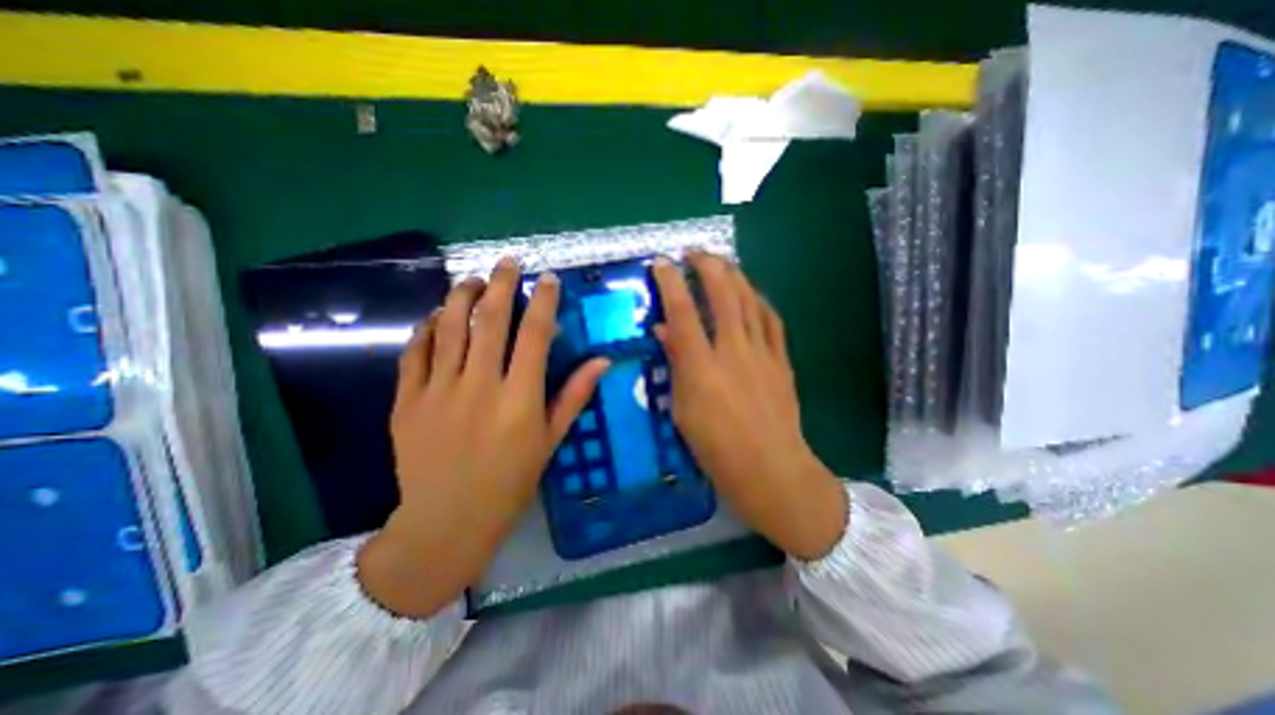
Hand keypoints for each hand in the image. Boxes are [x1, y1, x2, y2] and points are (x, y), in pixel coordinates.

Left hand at [356, 258, 609, 618]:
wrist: (447, 520)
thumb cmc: (510, 482)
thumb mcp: (550, 440)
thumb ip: (574, 395)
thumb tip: (602, 361)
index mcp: (519, 399)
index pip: (534, 336)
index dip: (544, 303)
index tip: (549, 280)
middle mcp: (479, 386)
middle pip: (491, 321)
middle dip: (502, 284)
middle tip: (508, 262)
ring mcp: (438, 391)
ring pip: (449, 329)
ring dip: (461, 297)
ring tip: (473, 280)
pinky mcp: (406, 401)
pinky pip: (414, 353)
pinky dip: (425, 330)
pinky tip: (435, 318)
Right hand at [658, 255, 843, 560]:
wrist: (771, 470)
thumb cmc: (717, 450)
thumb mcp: (683, 411)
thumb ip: (676, 365)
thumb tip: (665, 331)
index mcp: (702, 369)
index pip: (683, 313)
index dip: (670, 283)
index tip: (662, 263)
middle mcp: (733, 353)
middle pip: (723, 295)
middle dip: (707, 266)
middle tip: (694, 252)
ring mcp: (762, 354)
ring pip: (750, 301)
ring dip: (734, 275)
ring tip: (721, 262)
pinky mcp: (782, 361)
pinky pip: (772, 320)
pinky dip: (759, 300)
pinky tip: (751, 292)